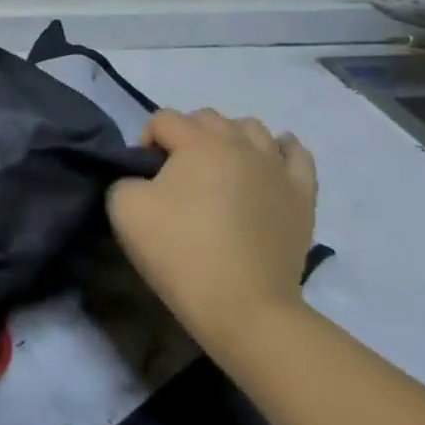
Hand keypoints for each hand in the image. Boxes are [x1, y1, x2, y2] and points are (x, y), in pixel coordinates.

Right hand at [106, 109, 316, 356]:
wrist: (244, 306)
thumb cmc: (180, 252)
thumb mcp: (123, 208)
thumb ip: (124, 178)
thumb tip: (142, 177)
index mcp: (199, 143)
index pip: (163, 119)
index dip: (144, 141)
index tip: (142, 177)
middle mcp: (242, 144)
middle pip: (207, 118)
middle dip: (184, 136)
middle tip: (174, 175)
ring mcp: (278, 168)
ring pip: (251, 128)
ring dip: (228, 139)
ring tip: (216, 170)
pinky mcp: (302, 195)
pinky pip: (296, 155)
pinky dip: (279, 149)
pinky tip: (267, 161)